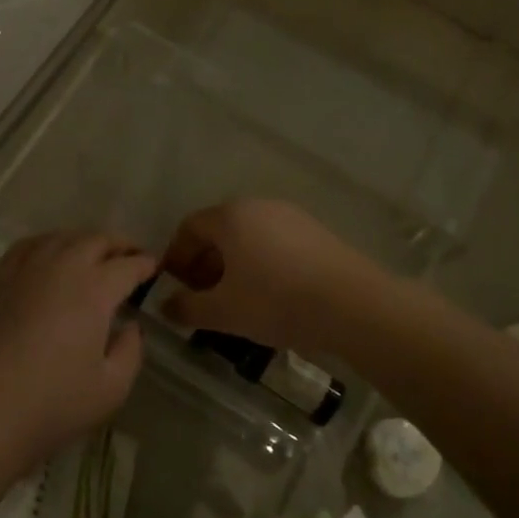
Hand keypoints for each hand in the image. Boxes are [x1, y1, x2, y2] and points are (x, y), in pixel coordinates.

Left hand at [0, 232, 153, 479]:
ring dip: (85, 240)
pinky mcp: (0, 279)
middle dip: (119, 245)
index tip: (154, 267)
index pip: (128, 265)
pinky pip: (29, 245)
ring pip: (62, 237)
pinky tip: (50, 254)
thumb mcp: (112, 387)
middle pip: (96, 240)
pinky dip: (48, 242)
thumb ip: (131, 351)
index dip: (145, 264)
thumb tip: (131, 327)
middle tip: (131, 256)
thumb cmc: (55, 402)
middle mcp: (63, 266)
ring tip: (94, 253)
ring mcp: (27, 269)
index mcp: (95, 289)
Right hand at [159, 200, 375, 352]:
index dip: (176, 257)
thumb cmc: (276, 301)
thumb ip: (187, 307)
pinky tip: (270, 295)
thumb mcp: (223, 312)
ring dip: (233, 265)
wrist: (353, 305)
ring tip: (236, 300)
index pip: (189, 228)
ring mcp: (292, 216)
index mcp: (231, 216)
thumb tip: (166, 306)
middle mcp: (259, 206)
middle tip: (203, 297)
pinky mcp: (317, 232)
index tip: (175, 287)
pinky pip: (275, 243)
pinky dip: (261, 263)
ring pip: (249, 237)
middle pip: (219, 230)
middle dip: (205, 263)